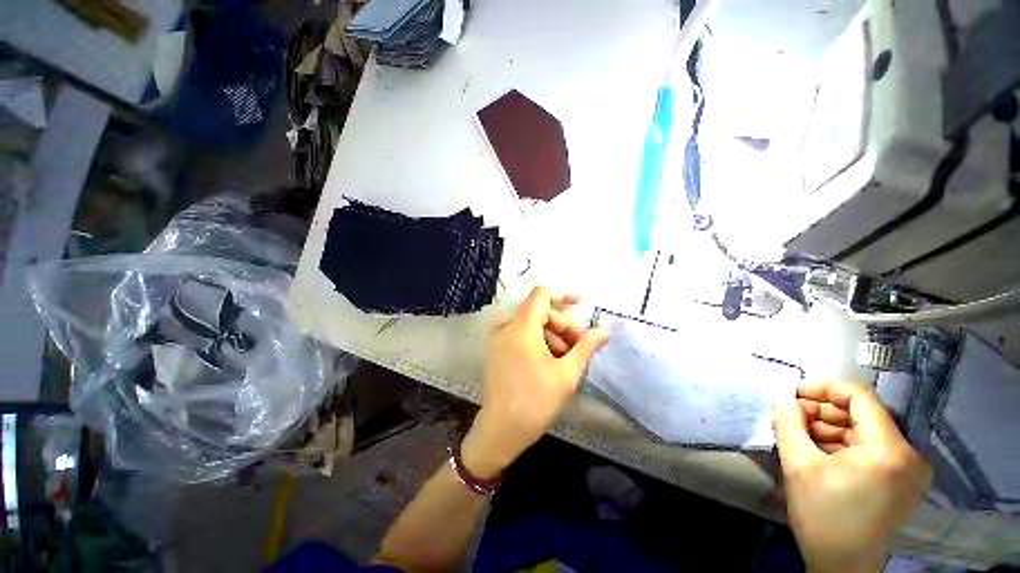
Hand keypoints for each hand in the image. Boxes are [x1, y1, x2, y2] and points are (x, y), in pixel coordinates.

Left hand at [461, 286, 608, 479]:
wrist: (500, 431)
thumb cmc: (535, 401)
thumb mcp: (566, 374)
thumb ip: (586, 347)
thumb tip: (604, 332)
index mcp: (520, 327)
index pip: (541, 294)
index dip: (563, 295)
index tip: (581, 304)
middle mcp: (505, 327)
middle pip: (539, 312)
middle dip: (563, 326)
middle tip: (580, 348)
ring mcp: (498, 339)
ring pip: (532, 326)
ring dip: (553, 337)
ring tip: (567, 360)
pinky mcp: (497, 351)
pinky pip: (521, 336)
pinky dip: (539, 343)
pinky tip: (551, 363)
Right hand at [773, 381, 931, 572]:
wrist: (842, 565)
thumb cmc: (822, 515)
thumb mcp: (798, 465)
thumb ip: (788, 423)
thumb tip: (781, 396)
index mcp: (890, 450)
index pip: (861, 397)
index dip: (825, 388)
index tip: (794, 394)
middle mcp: (909, 455)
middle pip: (863, 414)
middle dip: (823, 411)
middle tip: (791, 416)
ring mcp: (908, 469)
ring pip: (865, 431)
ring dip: (830, 428)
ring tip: (800, 434)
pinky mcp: (902, 480)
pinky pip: (871, 448)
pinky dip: (843, 444)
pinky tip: (818, 450)